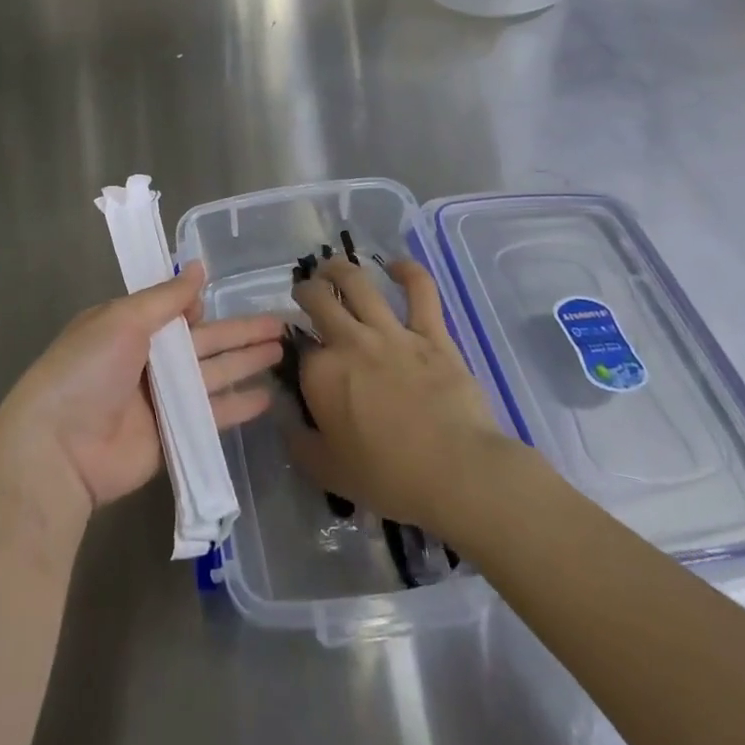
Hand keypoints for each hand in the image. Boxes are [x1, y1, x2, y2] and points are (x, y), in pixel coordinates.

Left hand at [0, 262, 283, 516]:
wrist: (58, 447)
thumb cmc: (88, 369)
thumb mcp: (123, 319)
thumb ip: (166, 297)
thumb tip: (200, 267)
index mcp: (129, 326)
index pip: (175, 310)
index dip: (202, 304)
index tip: (232, 294)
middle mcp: (148, 359)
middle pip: (204, 341)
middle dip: (240, 332)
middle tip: (282, 324)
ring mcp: (161, 399)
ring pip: (213, 374)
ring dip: (246, 362)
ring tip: (284, 352)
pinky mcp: (173, 435)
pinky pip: (211, 414)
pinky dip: (238, 406)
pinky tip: (267, 397)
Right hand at [289, 256, 530, 538]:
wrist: (457, 474)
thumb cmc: (389, 479)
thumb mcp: (328, 472)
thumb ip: (300, 443)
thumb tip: (286, 422)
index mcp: (321, 374)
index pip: (297, 348)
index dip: (293, 346)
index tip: (296, 352)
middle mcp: (349, 341)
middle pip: (318, 299)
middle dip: (306, 290)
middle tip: (305, 293)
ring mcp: (391, 332)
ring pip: (357, 282)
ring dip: (339, 268)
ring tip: (331, 266)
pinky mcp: (430, 333)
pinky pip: (420, 290)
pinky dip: (408, 271)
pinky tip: (396, 266)